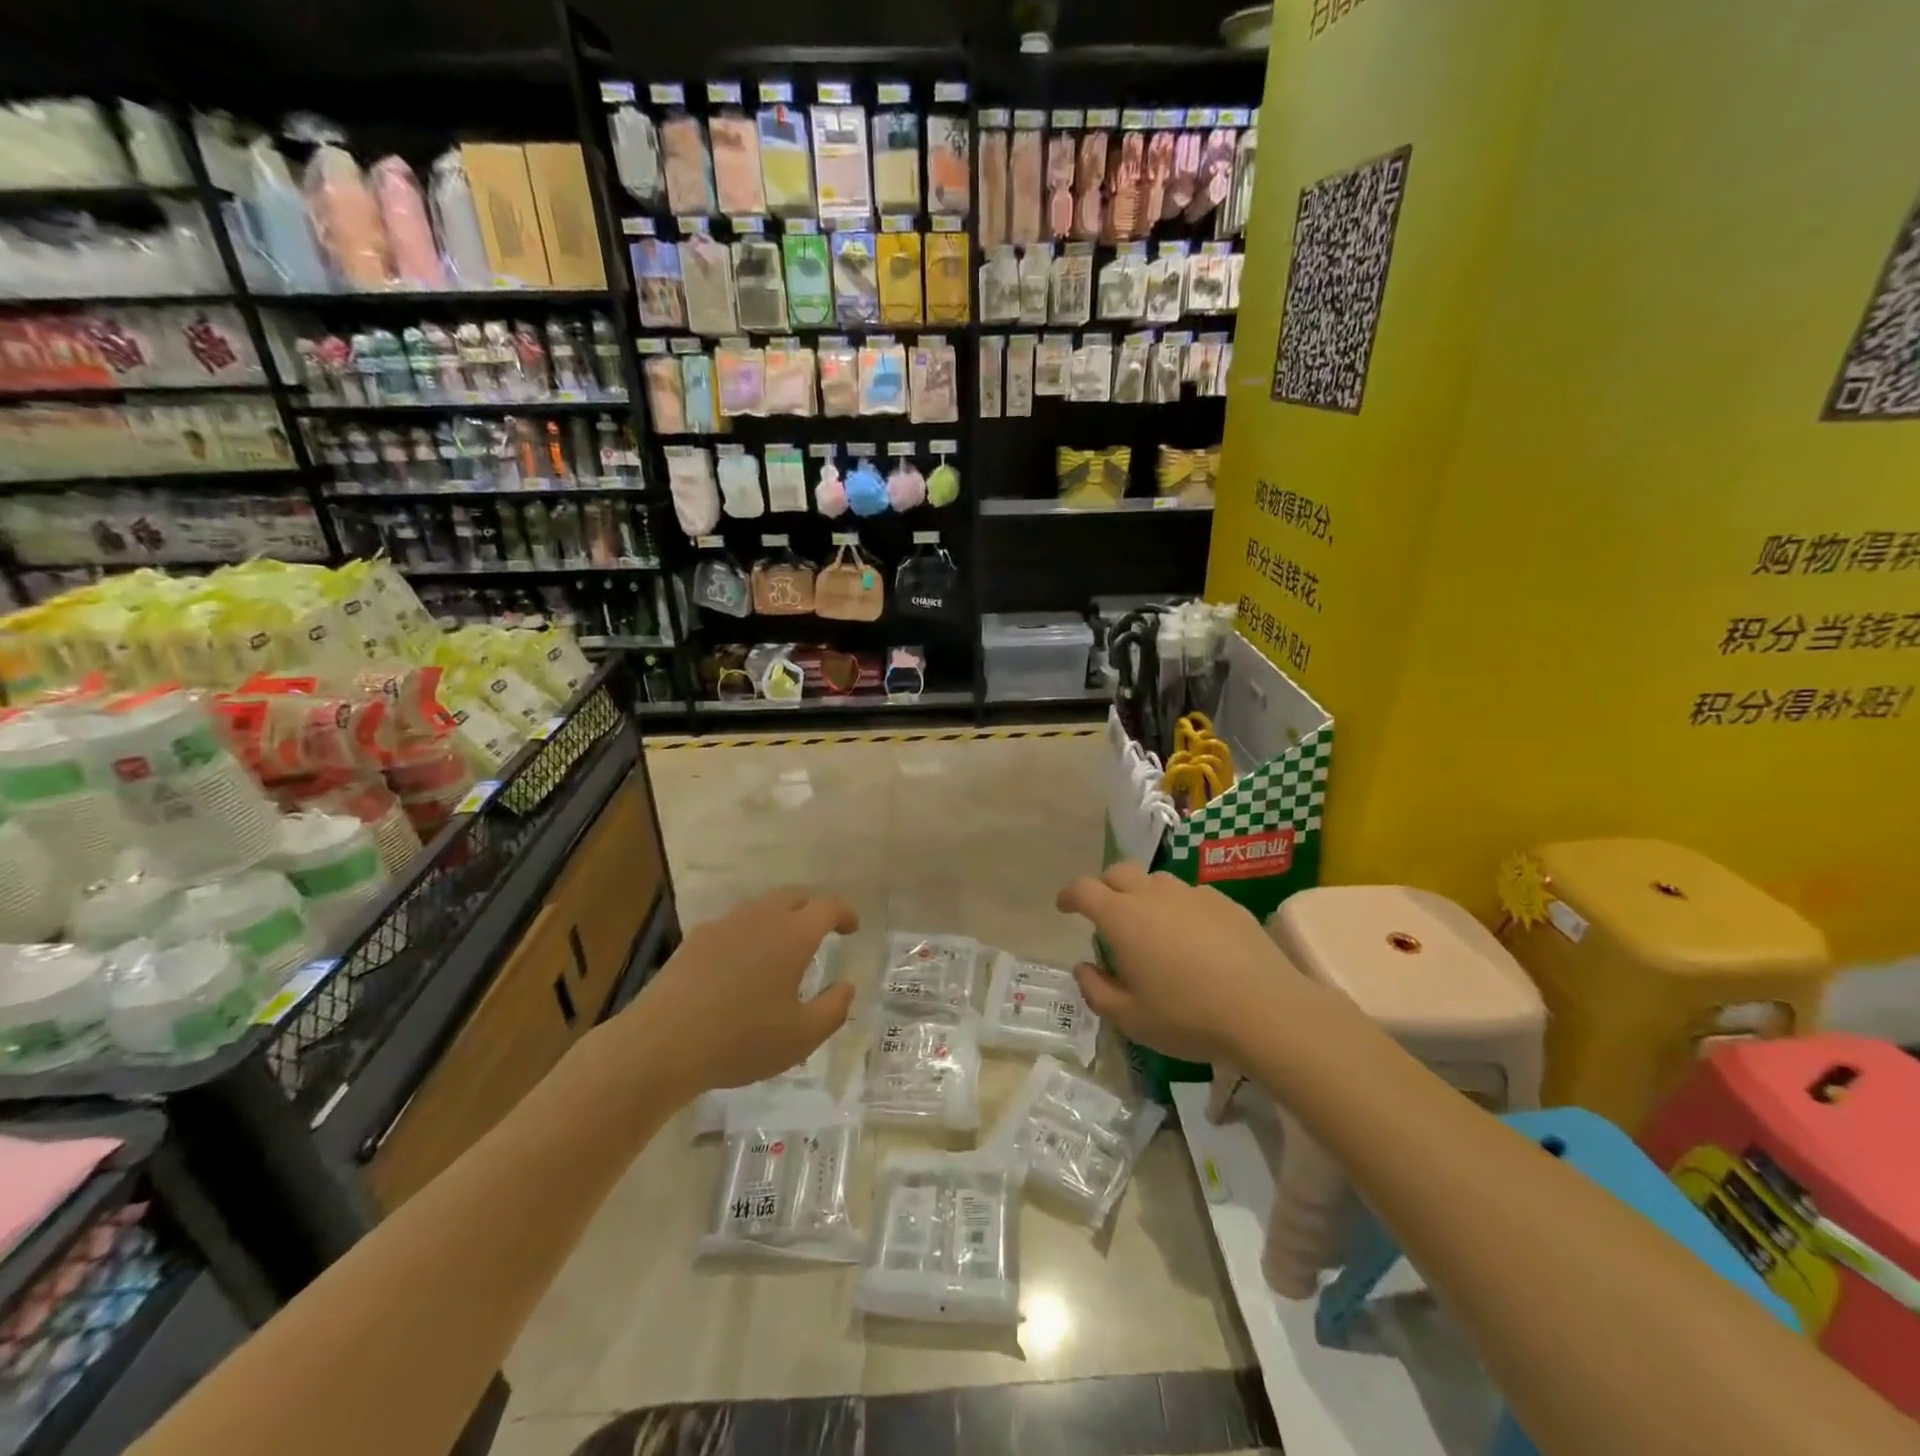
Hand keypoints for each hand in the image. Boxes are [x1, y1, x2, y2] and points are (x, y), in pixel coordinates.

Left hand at [623, 888, 857, 1099]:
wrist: (662, 1043)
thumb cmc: (742, 1039)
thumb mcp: (801, 1036)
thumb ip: (833, 1009)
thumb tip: (846, 986)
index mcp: (793, 935)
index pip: (827, 907)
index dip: (844, 914)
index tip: (852, 928)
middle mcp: (760, 918)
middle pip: (793, 897)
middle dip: (811, 908)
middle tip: (820, 930)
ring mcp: (723, 926)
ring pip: (760, 908)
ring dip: (778, 918)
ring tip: (781, 947)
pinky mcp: (694, 941)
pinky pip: (732, 925)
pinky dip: (747, 934)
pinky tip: (741, 963)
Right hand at [1056, 862, 1310, 1061]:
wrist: (1266, 1010)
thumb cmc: (1188, 1016)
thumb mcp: (1131, 1018)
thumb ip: (1097, 990)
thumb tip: (1084, 967)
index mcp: (1122, 917)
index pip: (1083, 889)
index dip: (1069, 895)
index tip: (1065, 907)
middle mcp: (1153, 894)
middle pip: (1118, 873)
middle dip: (1104, 887)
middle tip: (1106, 915)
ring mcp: (1192, 894)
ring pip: (1156, 881)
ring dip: (1144, 895)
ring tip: (1152, 926)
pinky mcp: (1225, 902)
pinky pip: (1191, 896)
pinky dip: (1180, 908)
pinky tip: (1194, 938)